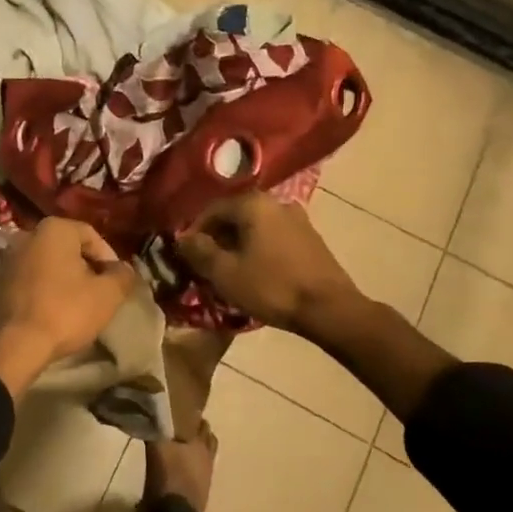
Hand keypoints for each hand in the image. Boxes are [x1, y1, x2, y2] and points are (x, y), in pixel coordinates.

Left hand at [0, 218, 135, 397]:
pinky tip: (52, 313)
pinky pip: (30, 280)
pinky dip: (44, 291)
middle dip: (86, 269)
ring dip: (64, 281)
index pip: (92, 236)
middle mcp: (28, 235)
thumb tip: (125, 269)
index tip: (116, 283)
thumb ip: (122, 276)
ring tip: (77, 306)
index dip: (109, 259)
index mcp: (54, 229)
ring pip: (48, 265)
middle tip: (99, 294)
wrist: (13, 344)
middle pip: (68, 249)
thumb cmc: (65, 311)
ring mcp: (8, 258)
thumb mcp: (107, 295)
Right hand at [175, 192, 364, 334]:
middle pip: (235, 216)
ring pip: (255, 227)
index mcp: (252, 203)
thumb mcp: (225, 273)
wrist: (330, 309)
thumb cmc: (271, 286)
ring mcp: (297, 219)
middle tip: (207, 264)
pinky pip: (274, 237)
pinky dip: (259, 249)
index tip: (188, 255)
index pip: (211, 210)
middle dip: (218, 238)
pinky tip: (257, 272)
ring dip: (239, 244)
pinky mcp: (311, 238)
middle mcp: (275, 202)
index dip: (195, 232)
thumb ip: (199, 251)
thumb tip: (182, 238)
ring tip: (231, 270)